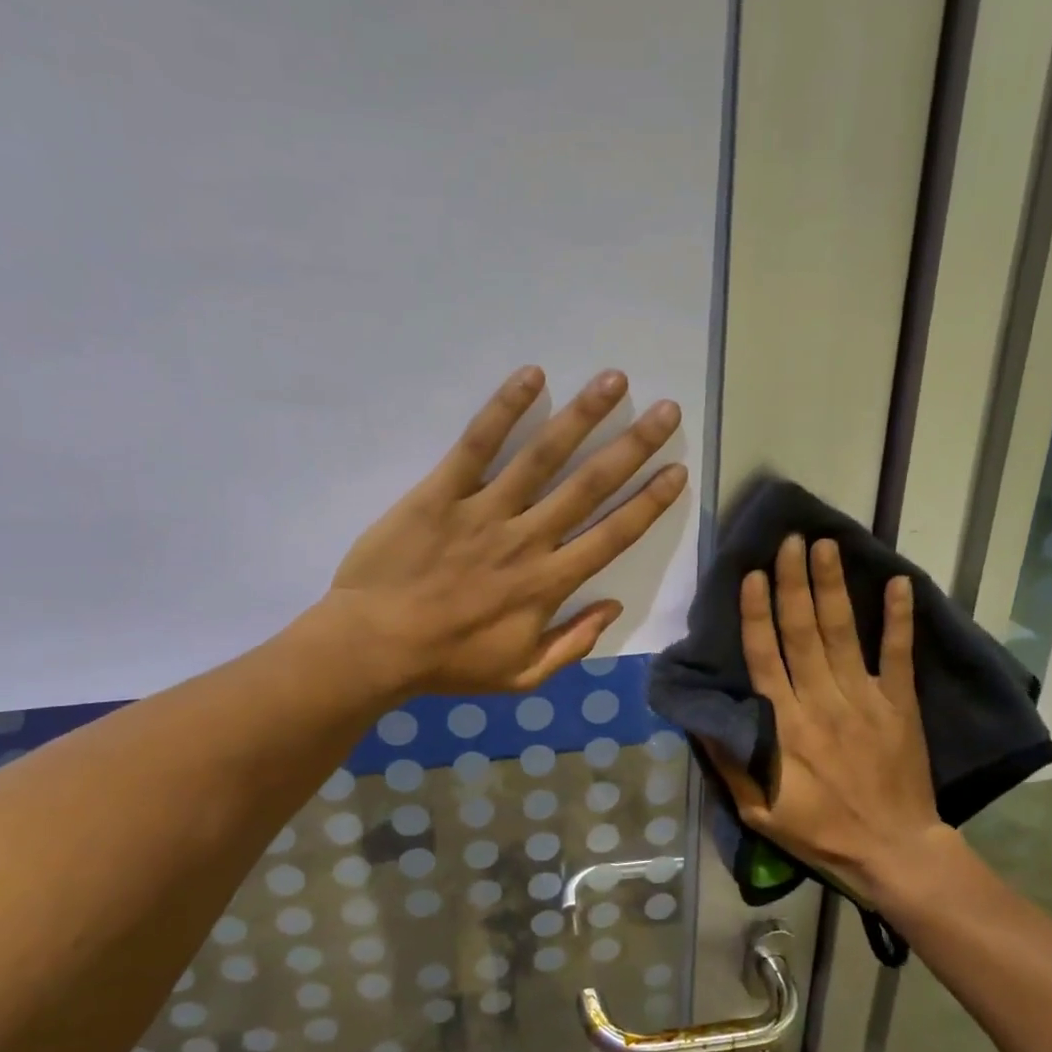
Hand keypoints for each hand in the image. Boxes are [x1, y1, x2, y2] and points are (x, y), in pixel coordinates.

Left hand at [328, 365, 686, 696]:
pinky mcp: (441, 493)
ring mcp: (484, 512)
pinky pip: (477, 445)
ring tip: (614, 380)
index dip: (649, 504)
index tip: (677, 471)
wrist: (374, 647)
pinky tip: (532, 375)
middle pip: (590, 486)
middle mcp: (527, 539)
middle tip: (666, 410)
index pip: (612, 536)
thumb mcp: (522, 676)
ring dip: (582, 416)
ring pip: (542, 457)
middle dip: (633, 446)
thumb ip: (572, 644)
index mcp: (549, 584)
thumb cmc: (449, 663)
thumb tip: (613, 607)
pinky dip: (504, 409)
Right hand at [706, 535, 945, 902]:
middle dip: (794, 583)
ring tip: (825, 546)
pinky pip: (899, 655)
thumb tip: (704, 719)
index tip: (754, 575)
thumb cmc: (820, 832)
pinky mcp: (900, 705)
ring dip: (832, 587)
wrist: (894, 851)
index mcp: (785, 726)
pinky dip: (899, 619)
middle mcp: (822, 702)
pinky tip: (899, 583)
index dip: (757, 614)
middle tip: (789, 541)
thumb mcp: (759, 811)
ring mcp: (865, 700)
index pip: (765, 657)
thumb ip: (732, 763)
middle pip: (803, 632)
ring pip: (843, 633)